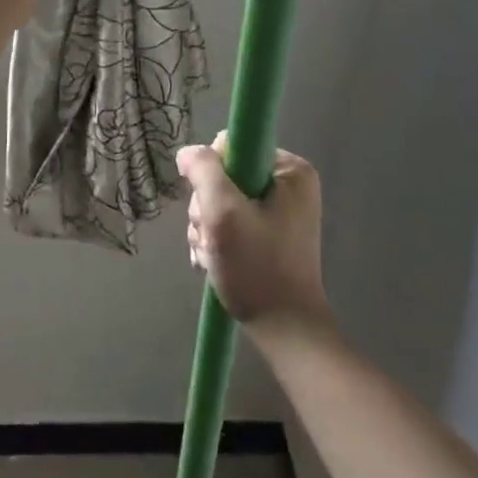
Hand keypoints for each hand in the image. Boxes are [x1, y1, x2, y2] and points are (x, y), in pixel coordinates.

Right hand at [183, 138, 332, 338]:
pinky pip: (230, 222)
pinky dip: (216, 240)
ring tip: (212, 254)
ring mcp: (279, 211)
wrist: (285, 331)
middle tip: (212, 237)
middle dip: (207, 208)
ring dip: (207, 227)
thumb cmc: (258, 268)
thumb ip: (204, 171)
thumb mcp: (223, 213)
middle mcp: (288, 185)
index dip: (211, 173)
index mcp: (290, 170)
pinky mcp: (269, 234)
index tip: (212, 207)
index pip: (231, 146)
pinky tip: (213, 261)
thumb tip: (187, 152)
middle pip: (223, 176)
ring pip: (221, 201)